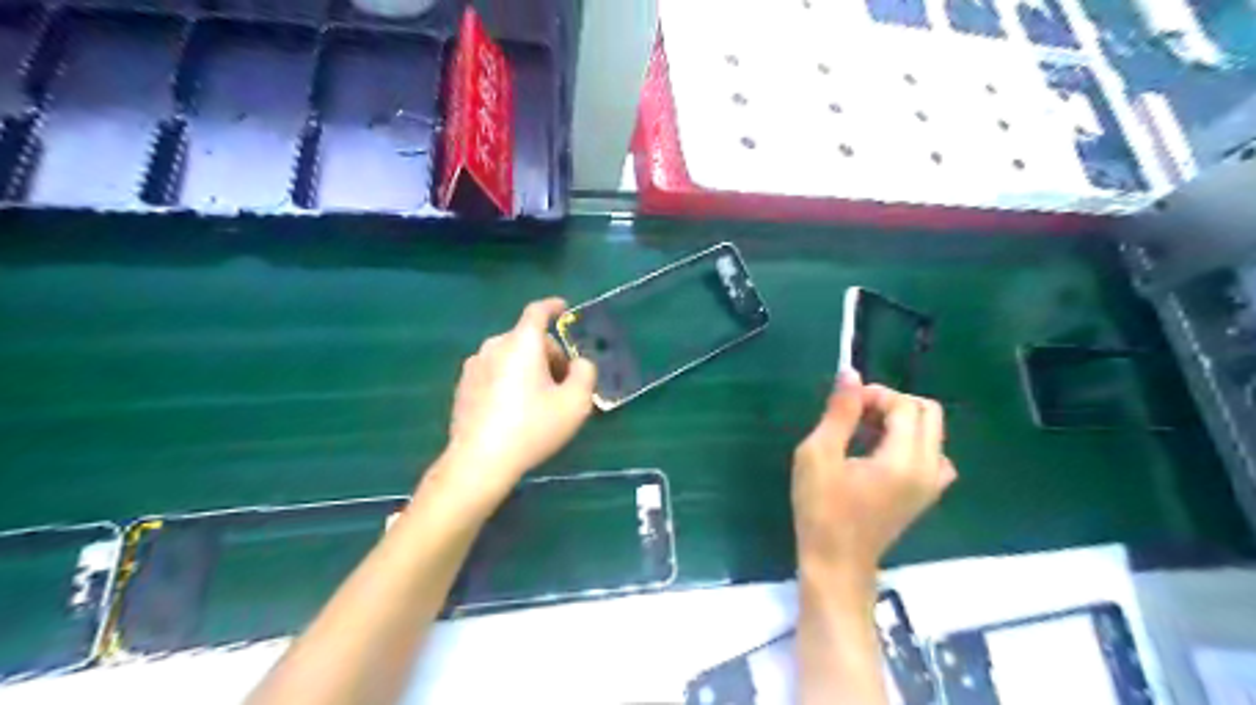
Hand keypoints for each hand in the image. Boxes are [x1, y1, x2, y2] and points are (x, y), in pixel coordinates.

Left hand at [437, 297, 598, 510]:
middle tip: (565, 383)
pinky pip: (495, 372)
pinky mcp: (463, 387)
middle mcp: (494, 346)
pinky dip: (510, 380)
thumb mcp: (575, 402)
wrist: (479, 461)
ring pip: (511, 357)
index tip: (564, 308)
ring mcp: (474, 366)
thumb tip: (580, 363)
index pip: (538, 311)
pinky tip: (516, 411)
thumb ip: (586, 373)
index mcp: (521, 343)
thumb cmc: (532, 427)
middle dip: (550, 354)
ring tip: (541, 400)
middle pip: (528, 339)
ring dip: (530, 368)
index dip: (553, 306)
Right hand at [786, 374, 957, 584]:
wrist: (836, 563)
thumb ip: (840, 413)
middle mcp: (930, 469)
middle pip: (927, 412)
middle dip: (892, 403)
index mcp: (905, 460)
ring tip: (865, 434)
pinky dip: (910, 442)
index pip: (905, 406)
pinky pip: (932, 453)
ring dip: (901, 421)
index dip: (875, 395)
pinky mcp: (927, 495)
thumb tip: (850, 373)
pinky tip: (881, 454)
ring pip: (931, 432)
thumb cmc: (821, 510)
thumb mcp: (819, 455)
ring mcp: (933, 484)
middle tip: (856, 415)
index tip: (845, 405)